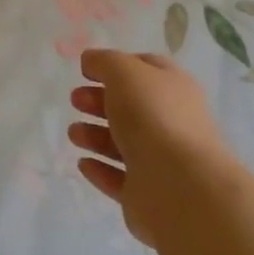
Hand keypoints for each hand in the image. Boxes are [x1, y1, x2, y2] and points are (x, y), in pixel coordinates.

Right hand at [68, 50, 232, 246]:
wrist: (179, 187)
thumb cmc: (152, 116)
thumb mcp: (125, 72)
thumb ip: (104, 62)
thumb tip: (90, 60)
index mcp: (173, 88)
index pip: (145, 69)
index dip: (115, 65)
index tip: (85, 71)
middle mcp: (171, 122)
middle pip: (131, 107)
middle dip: (100, 101)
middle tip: (75, 100)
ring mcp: (161, 161)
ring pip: (123, 143)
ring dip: (95, 135)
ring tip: (74, 133)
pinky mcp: (147, 194)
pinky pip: (119, 179)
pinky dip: (100, 170)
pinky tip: (82, 163)